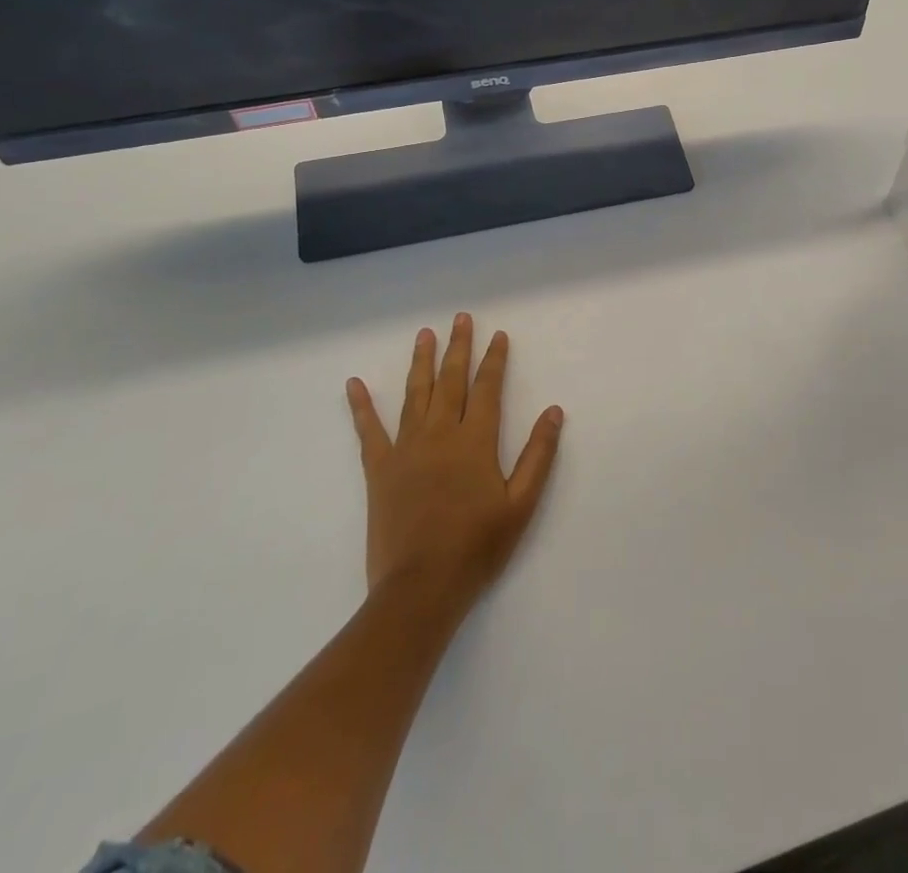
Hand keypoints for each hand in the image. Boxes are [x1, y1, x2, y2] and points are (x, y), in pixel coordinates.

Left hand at [346, 313, 563, 618]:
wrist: (421, 588)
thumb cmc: (477, 547)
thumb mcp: (521, 503)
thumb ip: (539, 454)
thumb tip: (554, 411)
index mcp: (475, 441)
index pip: (488, 388)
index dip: (494, 360)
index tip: (498, 335)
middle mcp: (440, 434)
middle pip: (451, 381)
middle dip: (458, 348)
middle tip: (460, 318)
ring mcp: (406, 449)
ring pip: (415, 394)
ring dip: (421, 362)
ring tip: (425, 334)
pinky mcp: (379, 469)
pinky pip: (369, 431)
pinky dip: (361, 406)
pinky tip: (353, 384)